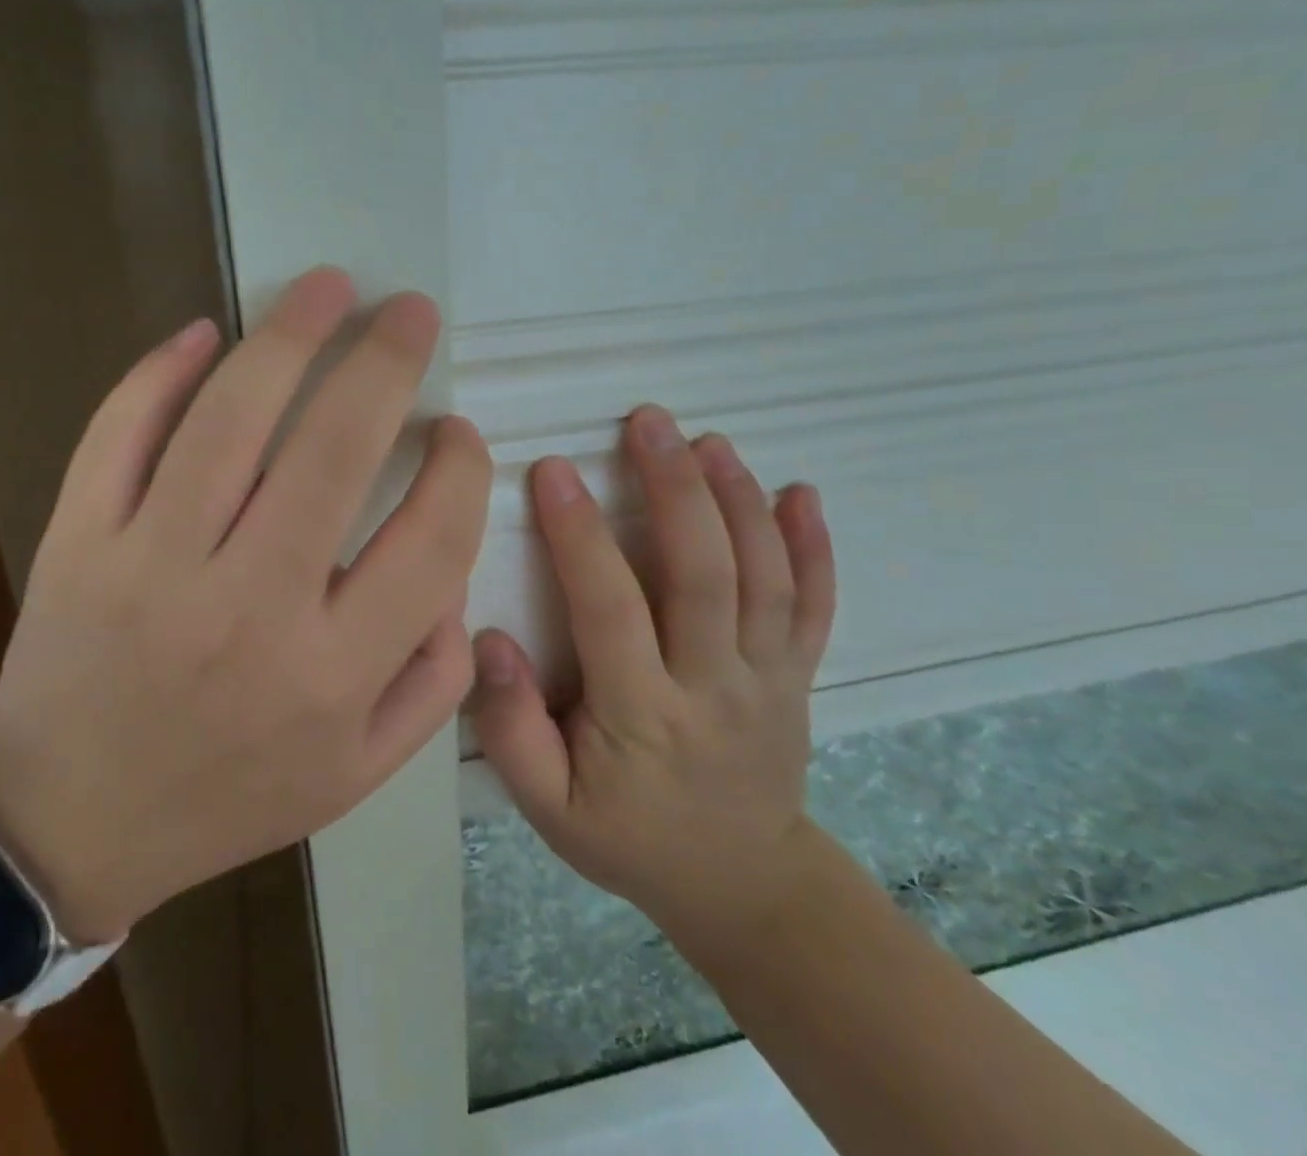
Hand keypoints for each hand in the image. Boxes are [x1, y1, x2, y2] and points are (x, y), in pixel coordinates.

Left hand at [0, 268, 491, 943]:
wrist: (72, 821)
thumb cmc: (232, 793)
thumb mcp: (361, 769)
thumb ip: (435, 676)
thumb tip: (451, 564)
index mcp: (333, 672)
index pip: (431, 538)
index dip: (462, 468)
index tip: (457, 432)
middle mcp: (250, 608)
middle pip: (335, 449)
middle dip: (386, 361)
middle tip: (409, 311)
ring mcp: (152, 566)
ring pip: (230, 418)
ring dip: (287, 335)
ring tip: (328, 287)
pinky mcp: (78, 542)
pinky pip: (119, 432)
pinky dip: (160, 371)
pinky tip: (203, 334)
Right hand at [470, 405, 835, 966]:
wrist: (741, 884)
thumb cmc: (628, 837)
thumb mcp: (549, 808)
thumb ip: (512, 728)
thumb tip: (491, 639)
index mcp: (644, 716)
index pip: (610, 609)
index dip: (580, 535)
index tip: (552, 469)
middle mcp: (715, 686)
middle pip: (703, 575)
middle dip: (675, 489)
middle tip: (647, 422)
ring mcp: (770, 678)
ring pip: (763, 577)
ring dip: (738, 500)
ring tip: (706, 440)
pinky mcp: (800, 675)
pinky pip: (816, 606)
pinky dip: (815, 547)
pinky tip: (800, 492)